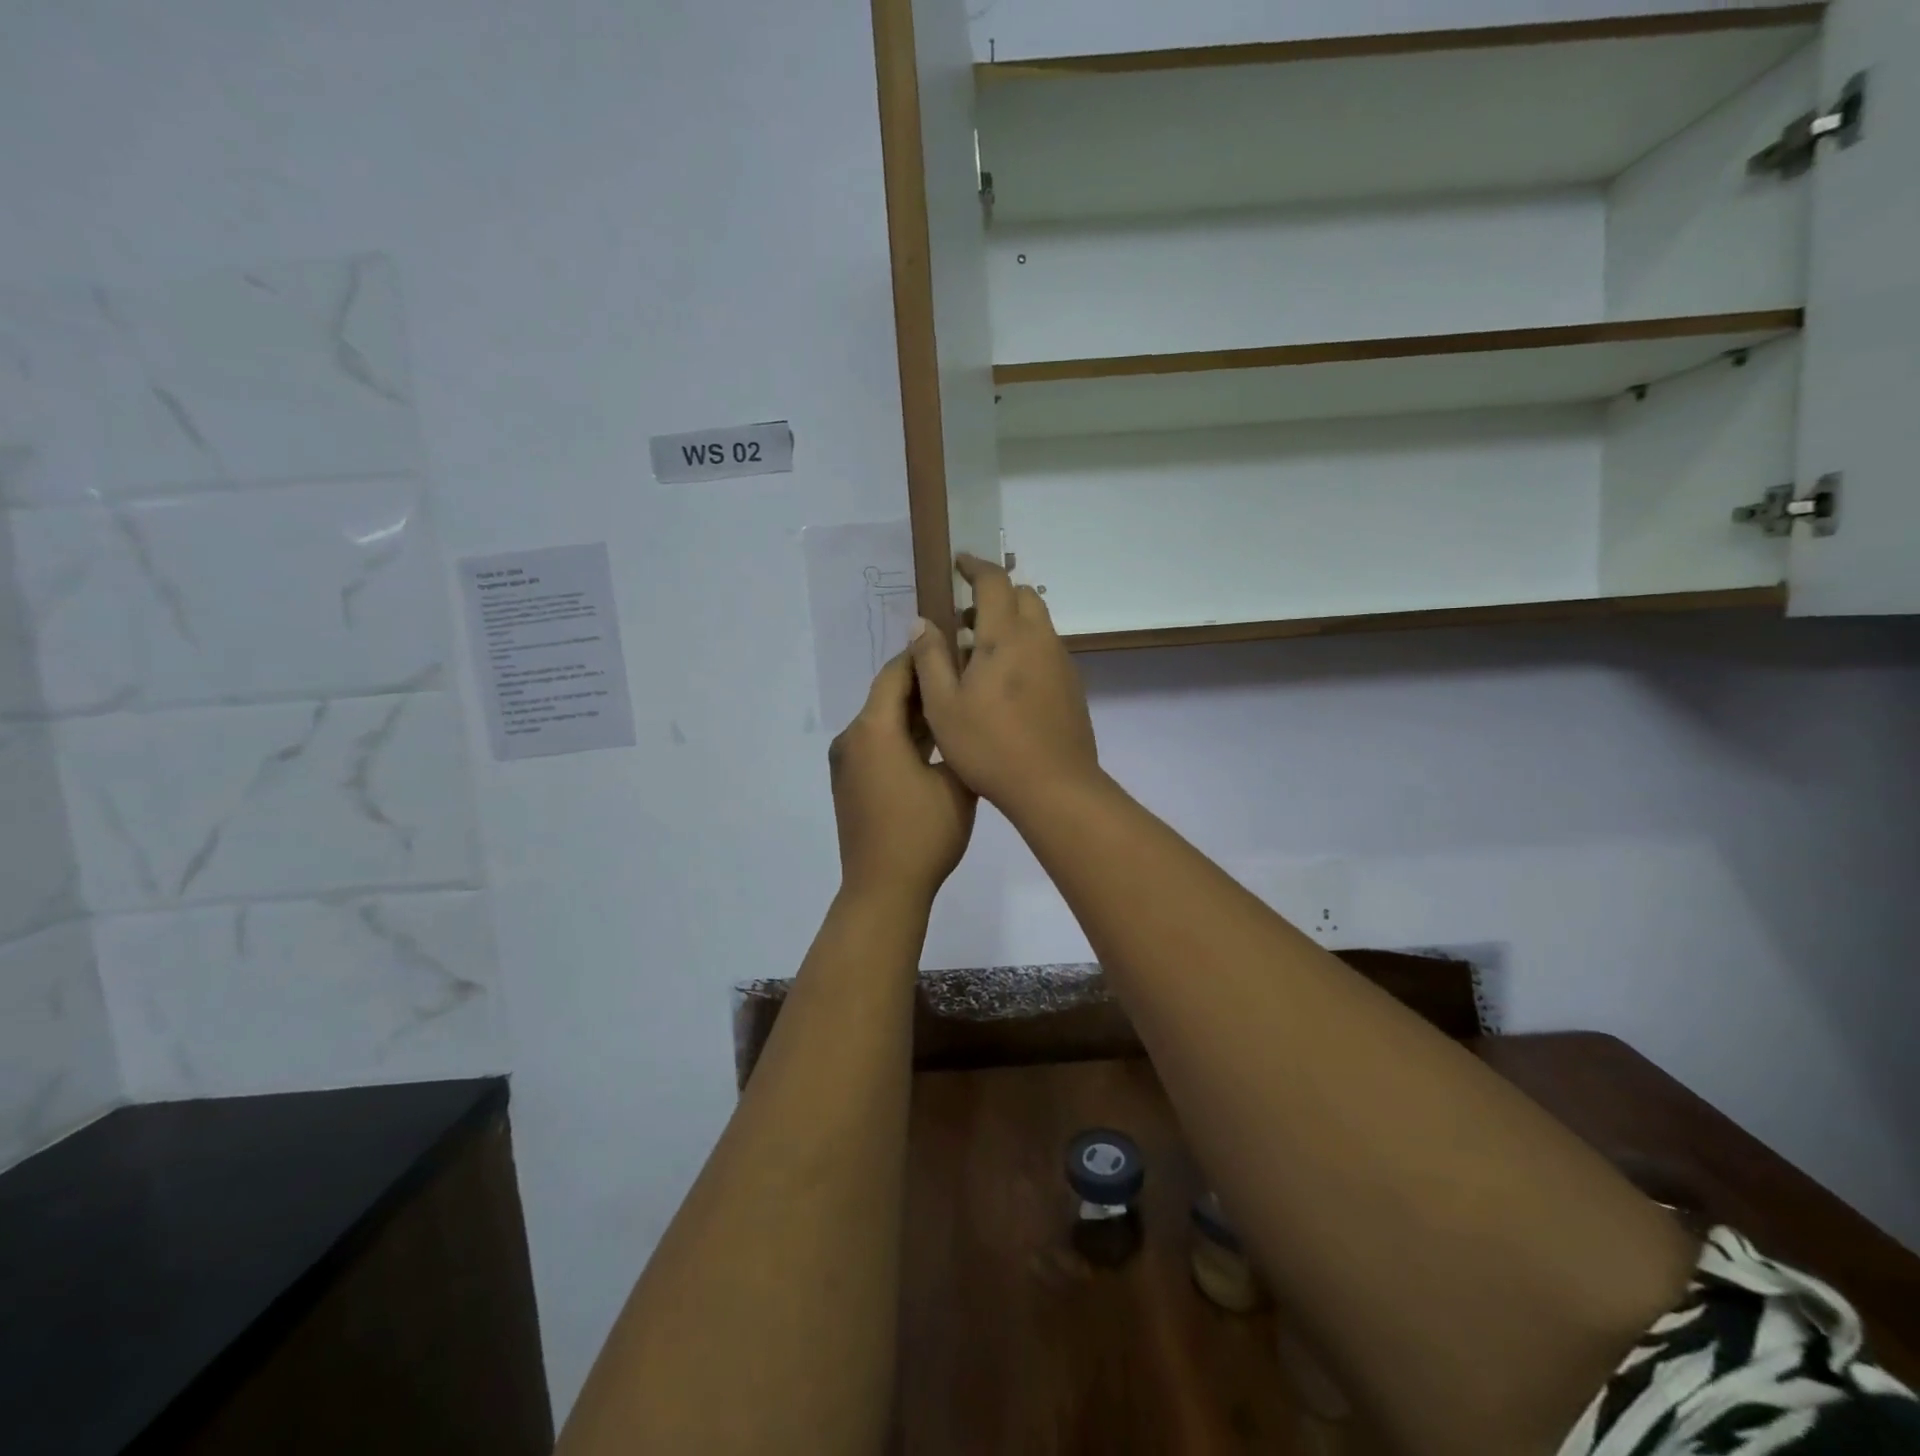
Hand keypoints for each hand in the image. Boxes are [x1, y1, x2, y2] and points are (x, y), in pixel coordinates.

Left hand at [829, 650, 976, 904]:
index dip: (924, 655)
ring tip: (955, 704)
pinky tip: (934, 740)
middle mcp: (852, 738)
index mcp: (874, 729)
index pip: (896, 673)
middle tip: (963, 673)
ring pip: (883, 722)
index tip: (955, 643)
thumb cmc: (924, 833)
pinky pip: (877, 745)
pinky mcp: (850, 783)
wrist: (883, 889)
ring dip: (913, 712)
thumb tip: (961, 710)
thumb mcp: (957, 782)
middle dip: (923, 683)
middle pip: (887, 696)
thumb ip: (957, 737)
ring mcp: (847, 762)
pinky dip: (902, 736)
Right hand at [908, 554, 1099, 817]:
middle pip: (1022, 595)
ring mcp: (1061, 663)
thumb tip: (922, 622)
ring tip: (979, 657)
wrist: (1054, 786)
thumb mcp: (943, 705)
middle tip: (963, 621)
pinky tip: (1005, 685)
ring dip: (1009, 623)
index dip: (975, 566)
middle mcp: (1039, 640)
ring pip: (1037, 623)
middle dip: (993, 595)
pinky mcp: (1072, 686)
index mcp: (1006, 637)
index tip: (958, 564)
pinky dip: (1025, 647)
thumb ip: (930, 658)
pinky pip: (1046, 649)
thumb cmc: (989, 746)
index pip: (994, 582)